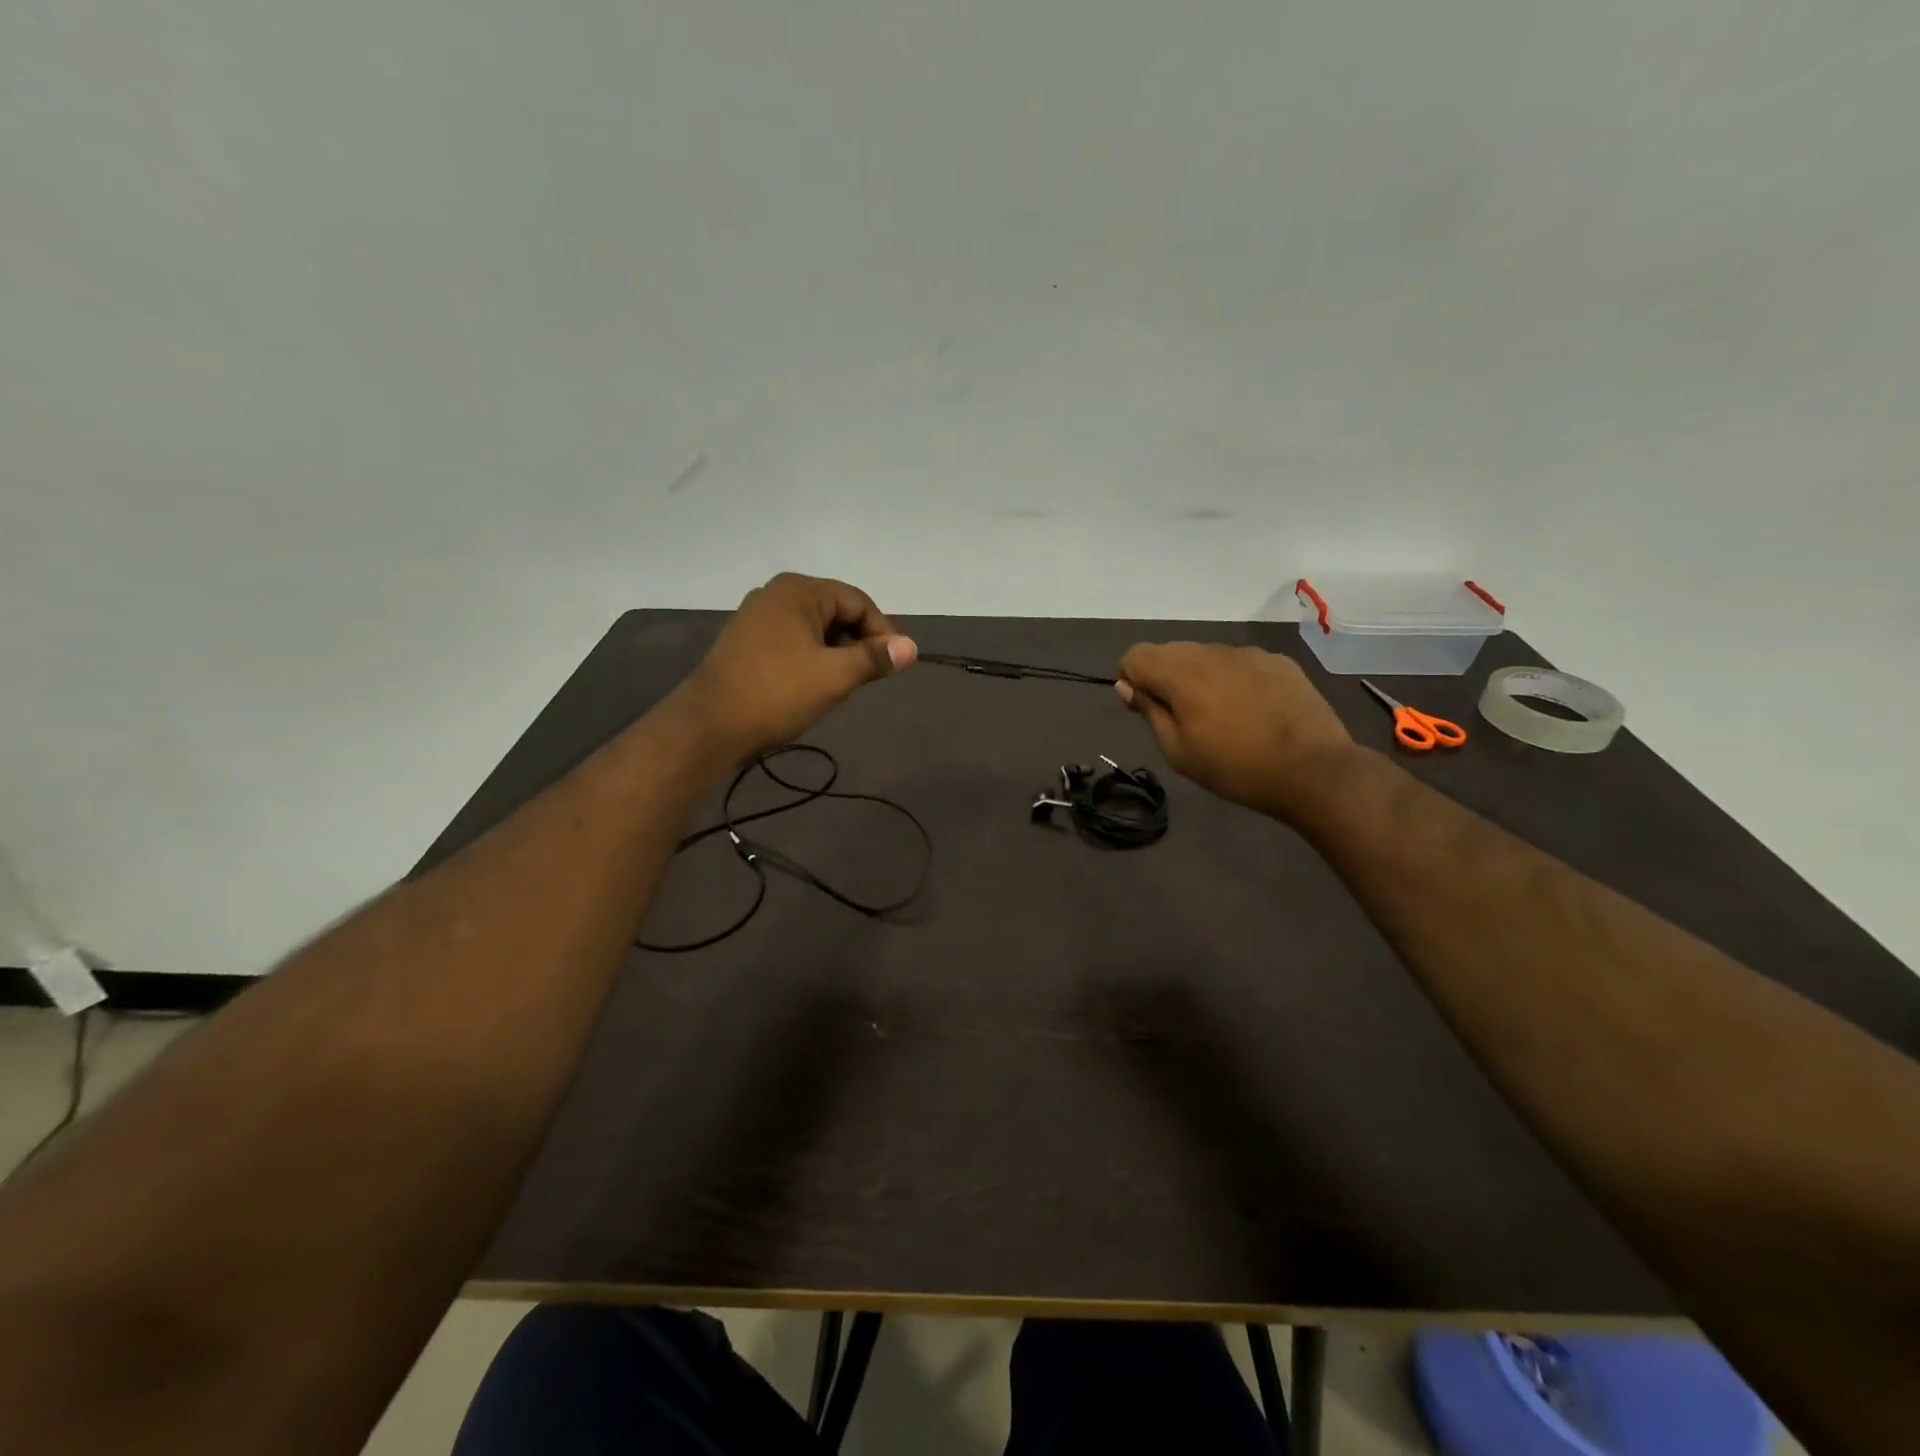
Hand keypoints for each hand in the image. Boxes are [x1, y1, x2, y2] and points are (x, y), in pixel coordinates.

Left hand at [677, 573, 916, 760]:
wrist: (710, 726)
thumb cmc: (777, 693)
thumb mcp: (835, 675)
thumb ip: (875, 658)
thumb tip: (911, 647)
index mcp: (799, 590)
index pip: (857, 601)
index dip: (883, 632)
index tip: (895, 665)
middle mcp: (776, 594)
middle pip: (836, 612)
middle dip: (858, 642)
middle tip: (871, 677)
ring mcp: (757, 617)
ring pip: (814, 629)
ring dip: (836, 653)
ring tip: (845, 684)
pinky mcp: (746, 642)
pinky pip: (793, 642)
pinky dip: (812, 658)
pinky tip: (815, 685)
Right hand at [1115, 642, 1356, 820]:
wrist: (1314, 770)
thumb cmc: (1235, 768)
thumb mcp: (1178, 751)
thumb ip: (1149, 712)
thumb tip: (1126, 686)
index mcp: (1181, 673)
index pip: (1135, 655)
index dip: (1130, 679)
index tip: (1144, 709)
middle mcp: (1211, 652)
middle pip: (1170, 651)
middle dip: (1164, 677)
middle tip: (1180, 718)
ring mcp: (1248, 653)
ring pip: (1205, 655)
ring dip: (1199, 678)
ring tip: (1219, 717)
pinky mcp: (1278, 661)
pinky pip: (1238, 662)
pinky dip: (1232, 679)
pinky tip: (1250, 711)